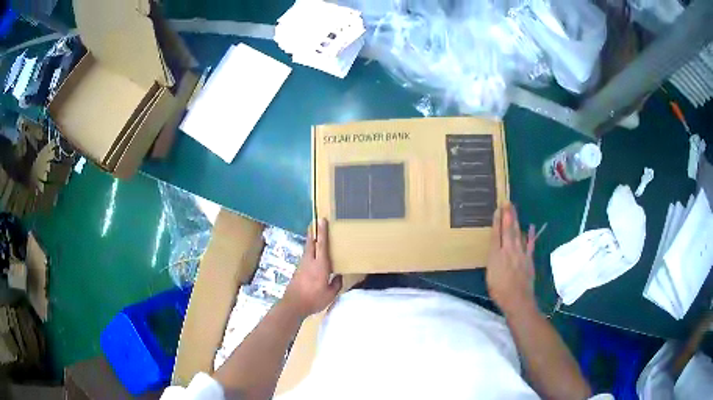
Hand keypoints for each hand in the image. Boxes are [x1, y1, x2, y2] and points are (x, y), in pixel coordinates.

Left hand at [283, 218, 342, 317]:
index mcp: (320, 265)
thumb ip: (336, 284)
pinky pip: (306, 258)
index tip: (322, 220)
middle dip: (313, 232)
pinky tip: (312, 257)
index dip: (322, 232)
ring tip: (315, 237)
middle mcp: (310, 262)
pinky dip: (309, 253)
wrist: (294, 305)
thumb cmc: (314, 299)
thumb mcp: (330, 294)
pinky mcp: (298, 272)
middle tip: (315, 222)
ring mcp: (302, 266)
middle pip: (311, 243)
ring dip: (311, 242)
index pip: (322, 245)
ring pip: (307, 250)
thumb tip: (339, 276)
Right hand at [486, 204, 536, 315]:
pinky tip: (530, 225)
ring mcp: (520, 253)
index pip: (496, 234)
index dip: (497, 221)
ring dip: (516, 220)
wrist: (518, 300)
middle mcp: (509, 250)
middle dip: (507, 215)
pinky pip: (530, 243)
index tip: (497, 209)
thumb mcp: (490, 275)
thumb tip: (495, 248)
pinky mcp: (529, 258)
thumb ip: (493, 259)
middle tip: (507, 202)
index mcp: (496, 255)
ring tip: (514, 209)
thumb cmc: (499, 291)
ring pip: (518, 233)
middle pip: (508, 229)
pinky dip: (530, 234)